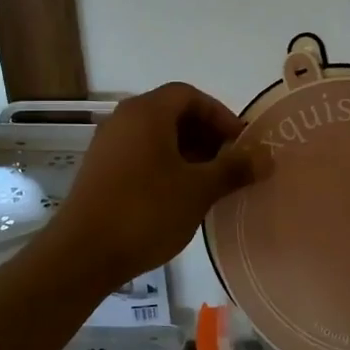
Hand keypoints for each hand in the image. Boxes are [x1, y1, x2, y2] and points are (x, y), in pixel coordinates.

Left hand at [42, 83, 257, 288]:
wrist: (82, 254)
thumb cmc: (146, 211)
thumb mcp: (199, 190)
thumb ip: (234, 169)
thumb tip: (267, 157)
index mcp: (147, 112)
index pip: (190, 95)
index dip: (220, 115)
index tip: (240, 144)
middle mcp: (123, 120)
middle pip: (172, 113)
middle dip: (206, 135)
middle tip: (229, 165)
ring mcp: (108, 145)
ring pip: (156, 137)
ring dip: (187, 153)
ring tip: (209, 184)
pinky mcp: (99, 171)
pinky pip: (140, 155)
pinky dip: (165, 166)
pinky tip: (179, 198)